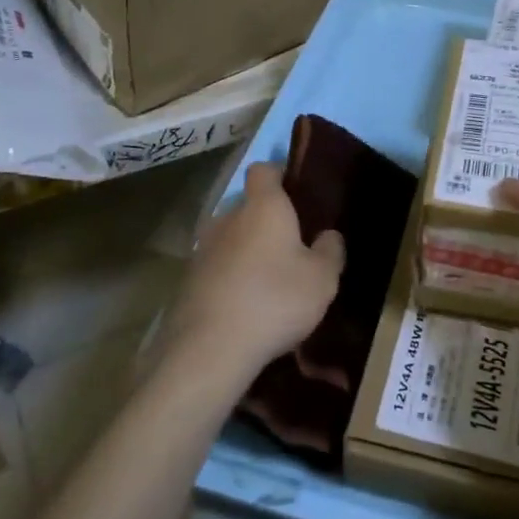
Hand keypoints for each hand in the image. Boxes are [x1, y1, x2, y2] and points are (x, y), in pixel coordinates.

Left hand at [168, 162, 343, 387]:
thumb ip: (330, 251)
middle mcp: (228, 217)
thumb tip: (328, 235)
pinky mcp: (188, 279)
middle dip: (265, 221)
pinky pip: (217, 267)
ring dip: (246, 251)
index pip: (264, 170)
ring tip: (267, 280)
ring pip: (230, 238)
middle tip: (290, 246)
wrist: (210, 348)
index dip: (279, 175)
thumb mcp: (322, 279)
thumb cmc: (275, 299)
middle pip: (247, 206)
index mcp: (263, 207)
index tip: (296, 192)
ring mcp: (203, 248)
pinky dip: (230, 277)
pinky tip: (245, 304)